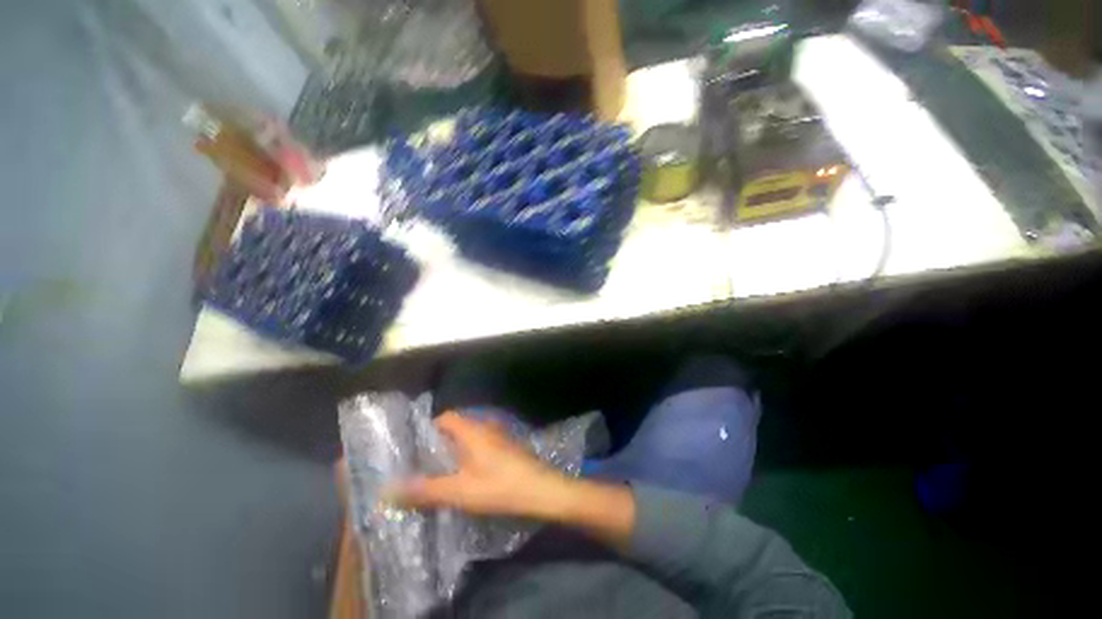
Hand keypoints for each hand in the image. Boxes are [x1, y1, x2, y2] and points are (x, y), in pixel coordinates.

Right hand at [388, 412, 573, 520]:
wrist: (541, 489)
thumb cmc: (499, 486)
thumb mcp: (459, 491)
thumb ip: (425, 490)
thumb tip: (388, 490)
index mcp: (473, 430)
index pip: (446, 417)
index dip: (429, 429)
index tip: (415, 448)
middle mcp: (486, 426)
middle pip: (458, 426)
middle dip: (441, 442)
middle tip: (424, 463)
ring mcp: (499, 435)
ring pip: (471, 435)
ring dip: (456, 449)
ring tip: (442, 470)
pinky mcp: (508, 446)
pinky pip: (483, 443)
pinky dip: (471, 453)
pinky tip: (469, 473)